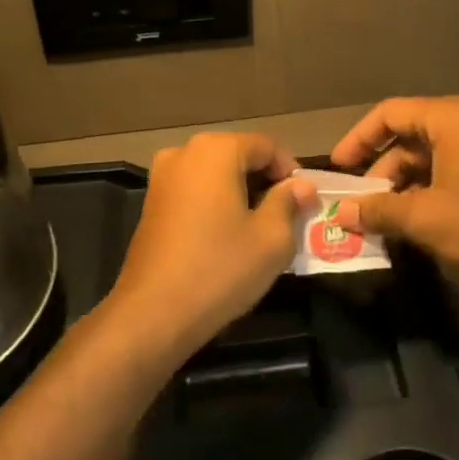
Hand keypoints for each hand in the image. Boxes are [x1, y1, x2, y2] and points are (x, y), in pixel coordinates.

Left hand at [105, 132, 316, 354]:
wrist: (153, 313)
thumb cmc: (220, 269)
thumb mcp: (271, 238)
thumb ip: (289, 203)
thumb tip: (301, 186)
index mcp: (216, 150)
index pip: (267, 146)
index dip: (292, 172)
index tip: (306, 204)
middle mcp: (184, 152)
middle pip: (239, 156)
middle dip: (267, 183)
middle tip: (289, 218)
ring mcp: (162, 177)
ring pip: (216, 175)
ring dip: (242, 195)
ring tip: (262, 230)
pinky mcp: (152, 203)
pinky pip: (196, 191)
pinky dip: (217, 204)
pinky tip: (229, 237)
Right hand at [329, 96, 458, 290]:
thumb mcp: (428, 218)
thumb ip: (380, 210)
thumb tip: (342, 213)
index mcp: (451, 118)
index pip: (389, 113)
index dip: (358, 139)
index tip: (338, 170)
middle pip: (409, 136)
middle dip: (381, 173)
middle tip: (361, 208)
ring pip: (430, 158)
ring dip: (404, 188)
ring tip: (386, 223)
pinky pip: (452, 172)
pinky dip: (429, 194)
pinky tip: (418, 225)